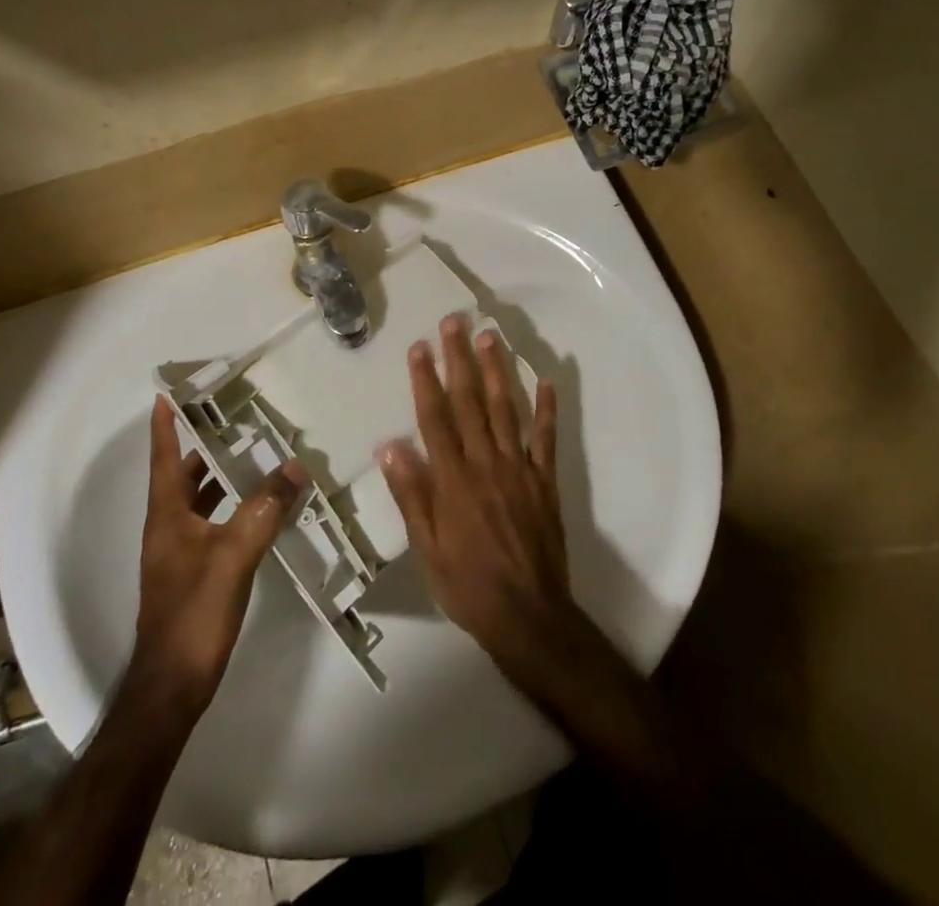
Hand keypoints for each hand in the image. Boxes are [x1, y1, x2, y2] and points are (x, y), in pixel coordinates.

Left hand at [134, 395, 306, 711]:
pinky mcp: (195, 573)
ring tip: (256, 455)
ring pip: (200, 501)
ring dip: (222, 477)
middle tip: (236, 419)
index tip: (167, 394)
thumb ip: (264, 508)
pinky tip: (261, 508)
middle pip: (184, 476)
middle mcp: (169, 528)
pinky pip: (214, 524)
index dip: (165, 426)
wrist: (172, 686)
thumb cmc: (194, 614)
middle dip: (205, 446)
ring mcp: (180, 553)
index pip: (164, 459)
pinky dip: (233, 507)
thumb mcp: (234, 555)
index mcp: (167, 516)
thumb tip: (295, 466)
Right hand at [378, 315, 582, 684]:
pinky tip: (546, 380)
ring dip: (498, 370)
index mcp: (453, 479)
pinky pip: (546, 438)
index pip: (436, 419)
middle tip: (455, 323)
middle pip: (470, 402)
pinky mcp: (545, 479)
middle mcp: (486, 463)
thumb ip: (412, 495)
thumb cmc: (468, 585)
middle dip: (460, 359)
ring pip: (506, 409)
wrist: (527, 615)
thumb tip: (390, 446)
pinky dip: (547, 408)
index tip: (420, 348)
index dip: (426, 381)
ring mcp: (519, 468)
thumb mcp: (427, 548)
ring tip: (491, 336)